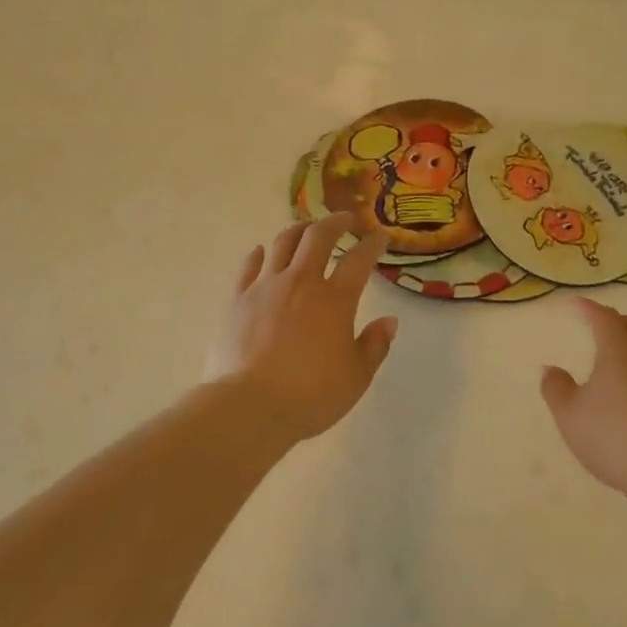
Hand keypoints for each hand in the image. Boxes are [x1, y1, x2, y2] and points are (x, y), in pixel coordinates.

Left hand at [208, 215, 398, 442]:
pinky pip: (249, 266)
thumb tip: (389, 321)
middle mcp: (301, 282)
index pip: (359, 260)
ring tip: (306, 228)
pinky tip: (261, 251)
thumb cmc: (310, 395)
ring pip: (282, 243)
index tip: (380, 236)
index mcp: (335, 299)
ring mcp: (265, 287)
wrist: (249, 406)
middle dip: (335, 222)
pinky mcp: (238, 299)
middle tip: (345, 220)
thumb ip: (375, 346)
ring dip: (298, 229)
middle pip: (318, 237)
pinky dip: (259, 254)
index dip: (372, 244)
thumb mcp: (356, 377)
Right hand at [540, 298, 626, 502]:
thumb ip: (556, 389)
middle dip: (617, 321)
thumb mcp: (570, 416)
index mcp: (619, 351)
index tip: (576, 304)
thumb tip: (550, 369)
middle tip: (601, 327)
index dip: (589, 308)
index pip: (604, 318)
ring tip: (625, 357)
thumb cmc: (614, 438)